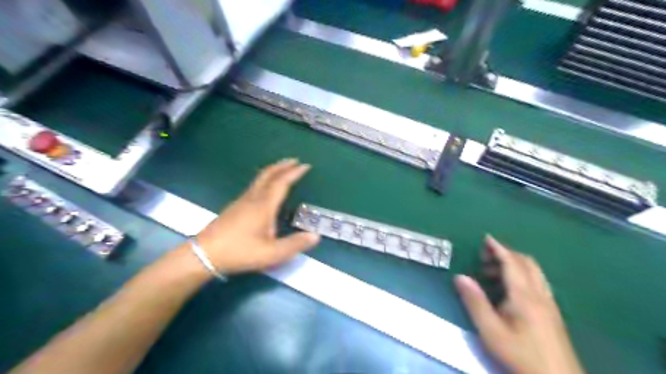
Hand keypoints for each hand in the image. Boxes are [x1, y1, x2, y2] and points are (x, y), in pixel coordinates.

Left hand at [196, 157, 319, 274]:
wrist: (205, 254)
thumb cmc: (240, 252)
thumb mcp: (271, 254)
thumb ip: (295, 245)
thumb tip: (316, 236)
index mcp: (264, 206)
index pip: (282, 183)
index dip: (294, 173)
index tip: (306, 165)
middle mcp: (253, 198)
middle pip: (268, 174)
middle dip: (283, 165)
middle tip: (295, 161)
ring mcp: (242, 201)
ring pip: (260, 178)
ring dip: (273, 171)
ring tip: (283, 170)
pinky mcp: (235, 206)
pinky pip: (254, 185)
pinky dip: (265, 179)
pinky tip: (266, 188)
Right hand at [456, 237, 584, 373]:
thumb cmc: (521, 356)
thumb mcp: (491, 331)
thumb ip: (475, 302)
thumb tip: (460, 276)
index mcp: (524, 296)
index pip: (511, 262)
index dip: (498, 248)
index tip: (486, 238)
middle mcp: (539, 294)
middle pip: (526, 263)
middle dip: (506, 254)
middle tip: (485, 257)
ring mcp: (549, 303)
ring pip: (535, 272)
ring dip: (515, 264)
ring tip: (493, 272)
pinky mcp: (553, 313)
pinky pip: (538, 282)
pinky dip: (523, 274)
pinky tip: (512, 289)